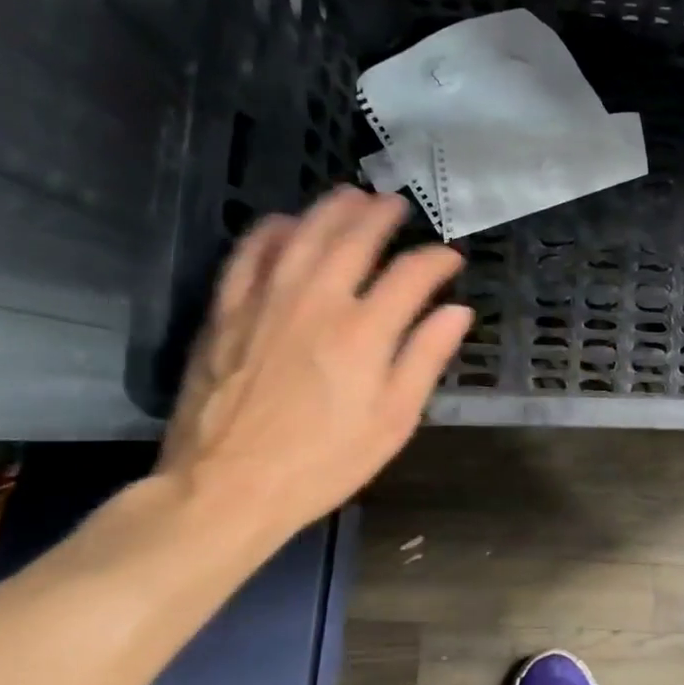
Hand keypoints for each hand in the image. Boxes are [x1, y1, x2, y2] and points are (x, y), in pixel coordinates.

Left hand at [158, 189, 471, 540]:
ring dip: (331, 209)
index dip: (437, 260)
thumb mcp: (393, 420)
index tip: (451, 260)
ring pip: (302, 233)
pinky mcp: (226, 312)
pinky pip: (248, 254)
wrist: (226, 489)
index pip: (412, 274)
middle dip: (383, 215)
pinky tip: (284, 222)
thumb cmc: (323, 462)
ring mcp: (266, 301)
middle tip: (398, 205)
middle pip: (355, 238)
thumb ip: (426, 358)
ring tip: (352, 195)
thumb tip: (457, 312)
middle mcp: (317, 301)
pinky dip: (269, 230)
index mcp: (365, 332)